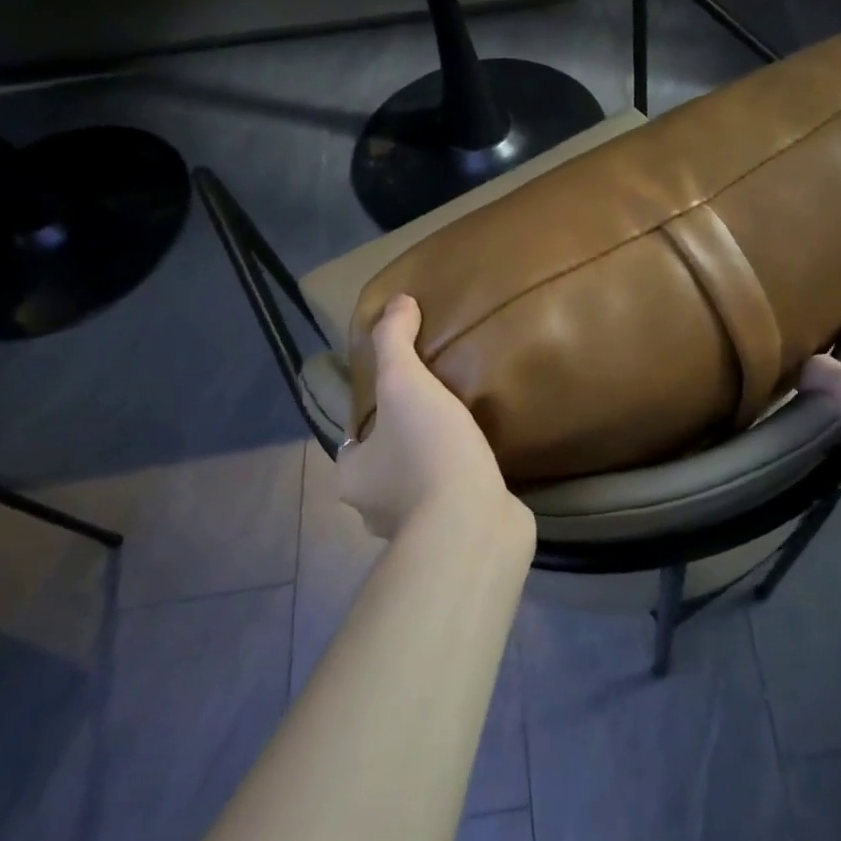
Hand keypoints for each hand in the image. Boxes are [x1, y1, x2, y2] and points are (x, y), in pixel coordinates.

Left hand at [337, 296, 529, 543]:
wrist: (472, 524)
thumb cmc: (429, 452)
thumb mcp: (406, 383)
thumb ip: (396, 342)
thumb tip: (397, 301)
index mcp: (354, 475)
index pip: (356, 441)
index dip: (377, 419)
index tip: (407, 399)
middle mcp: (373, 508)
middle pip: (387, 466)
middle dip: (408, 444)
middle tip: (441, 413)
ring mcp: (414, 530)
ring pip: (419, 488)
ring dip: (437, 468)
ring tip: (468, 437)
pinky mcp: (452, 539)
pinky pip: (452, 504)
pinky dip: (462, 488)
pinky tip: (486, 469)